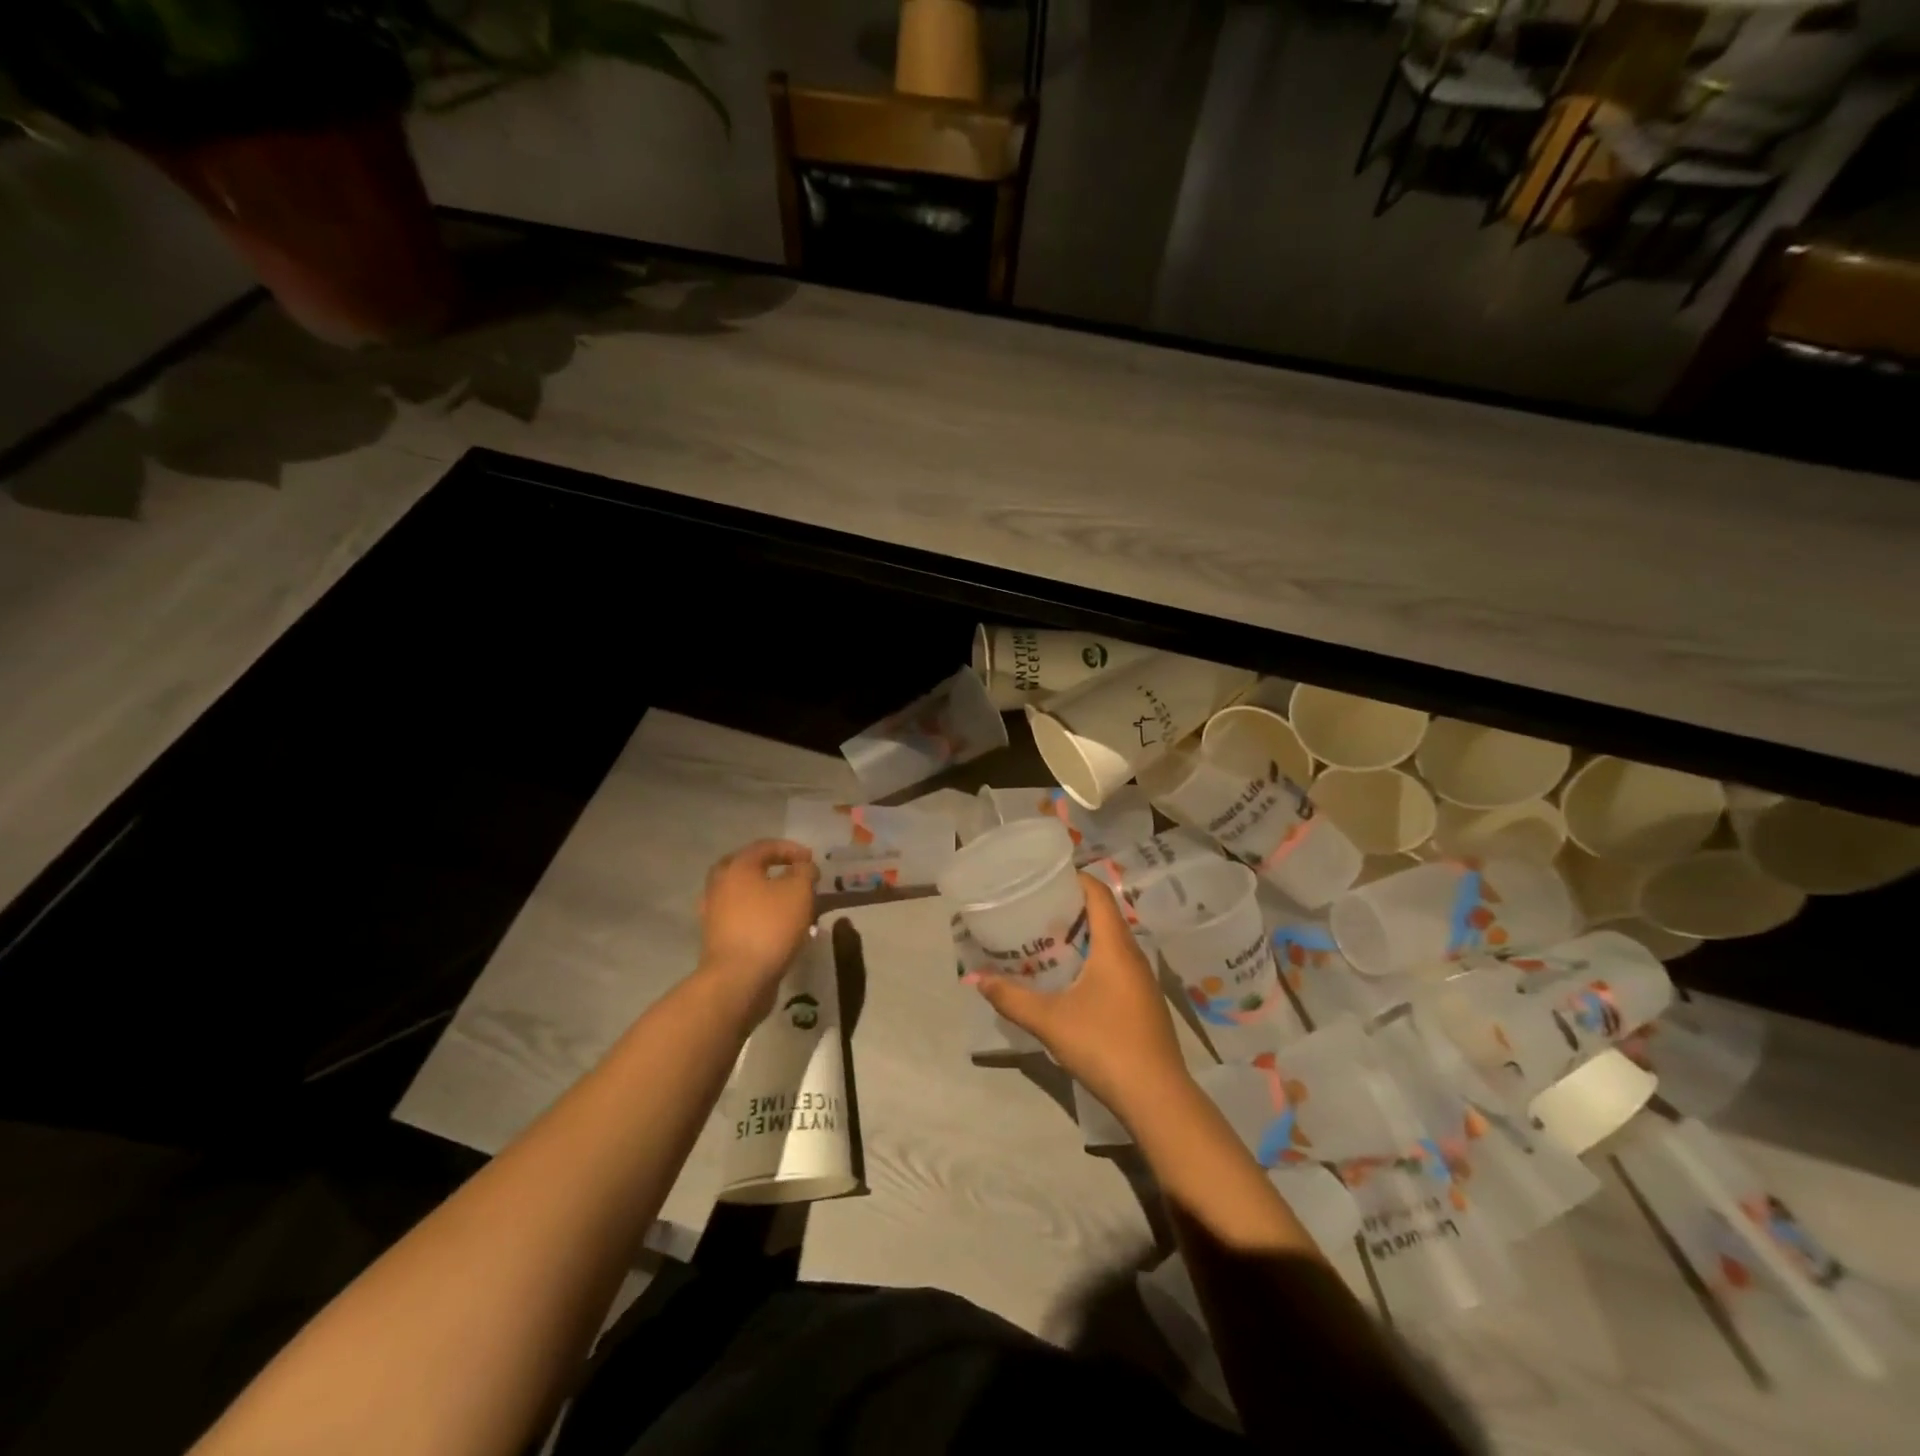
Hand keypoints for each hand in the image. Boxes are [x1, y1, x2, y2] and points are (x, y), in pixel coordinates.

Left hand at [696, 840, 818, 1016]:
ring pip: (743, 893)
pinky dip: (759, 915)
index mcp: (737, 867)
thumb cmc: (770, 927)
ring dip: (766, 894)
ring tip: (789, 904)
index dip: (791, 849)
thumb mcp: (799, 892)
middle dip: (771, 868)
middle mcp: (720, 885)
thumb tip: (803, 867)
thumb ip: (805, 872)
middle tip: (792, 874)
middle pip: (747, 867)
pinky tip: (777, 926)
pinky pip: (741, 916)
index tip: (811, 860)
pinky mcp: (717, 937)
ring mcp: (714, 912)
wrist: (738, 978)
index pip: (765, 847)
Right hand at [970, 873, 1190, 1120]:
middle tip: (1035, 908)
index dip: (1074, 878)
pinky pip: (1116, 963)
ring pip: (1111, 941)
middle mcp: (1133, 954)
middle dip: (1071, 907)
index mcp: (1115, 946)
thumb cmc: (1104, 1045)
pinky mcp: (1143, 1002)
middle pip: (1104, 914)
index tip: (1045, 876)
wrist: (1157, 1097)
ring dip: (1082, 934)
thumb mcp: (1050, 1021)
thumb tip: (976, 979)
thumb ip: (1011, 998)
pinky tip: (1070, 978)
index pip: (1099, 893)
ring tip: (1046, 939)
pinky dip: (1093, 957)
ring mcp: (1142, 980)